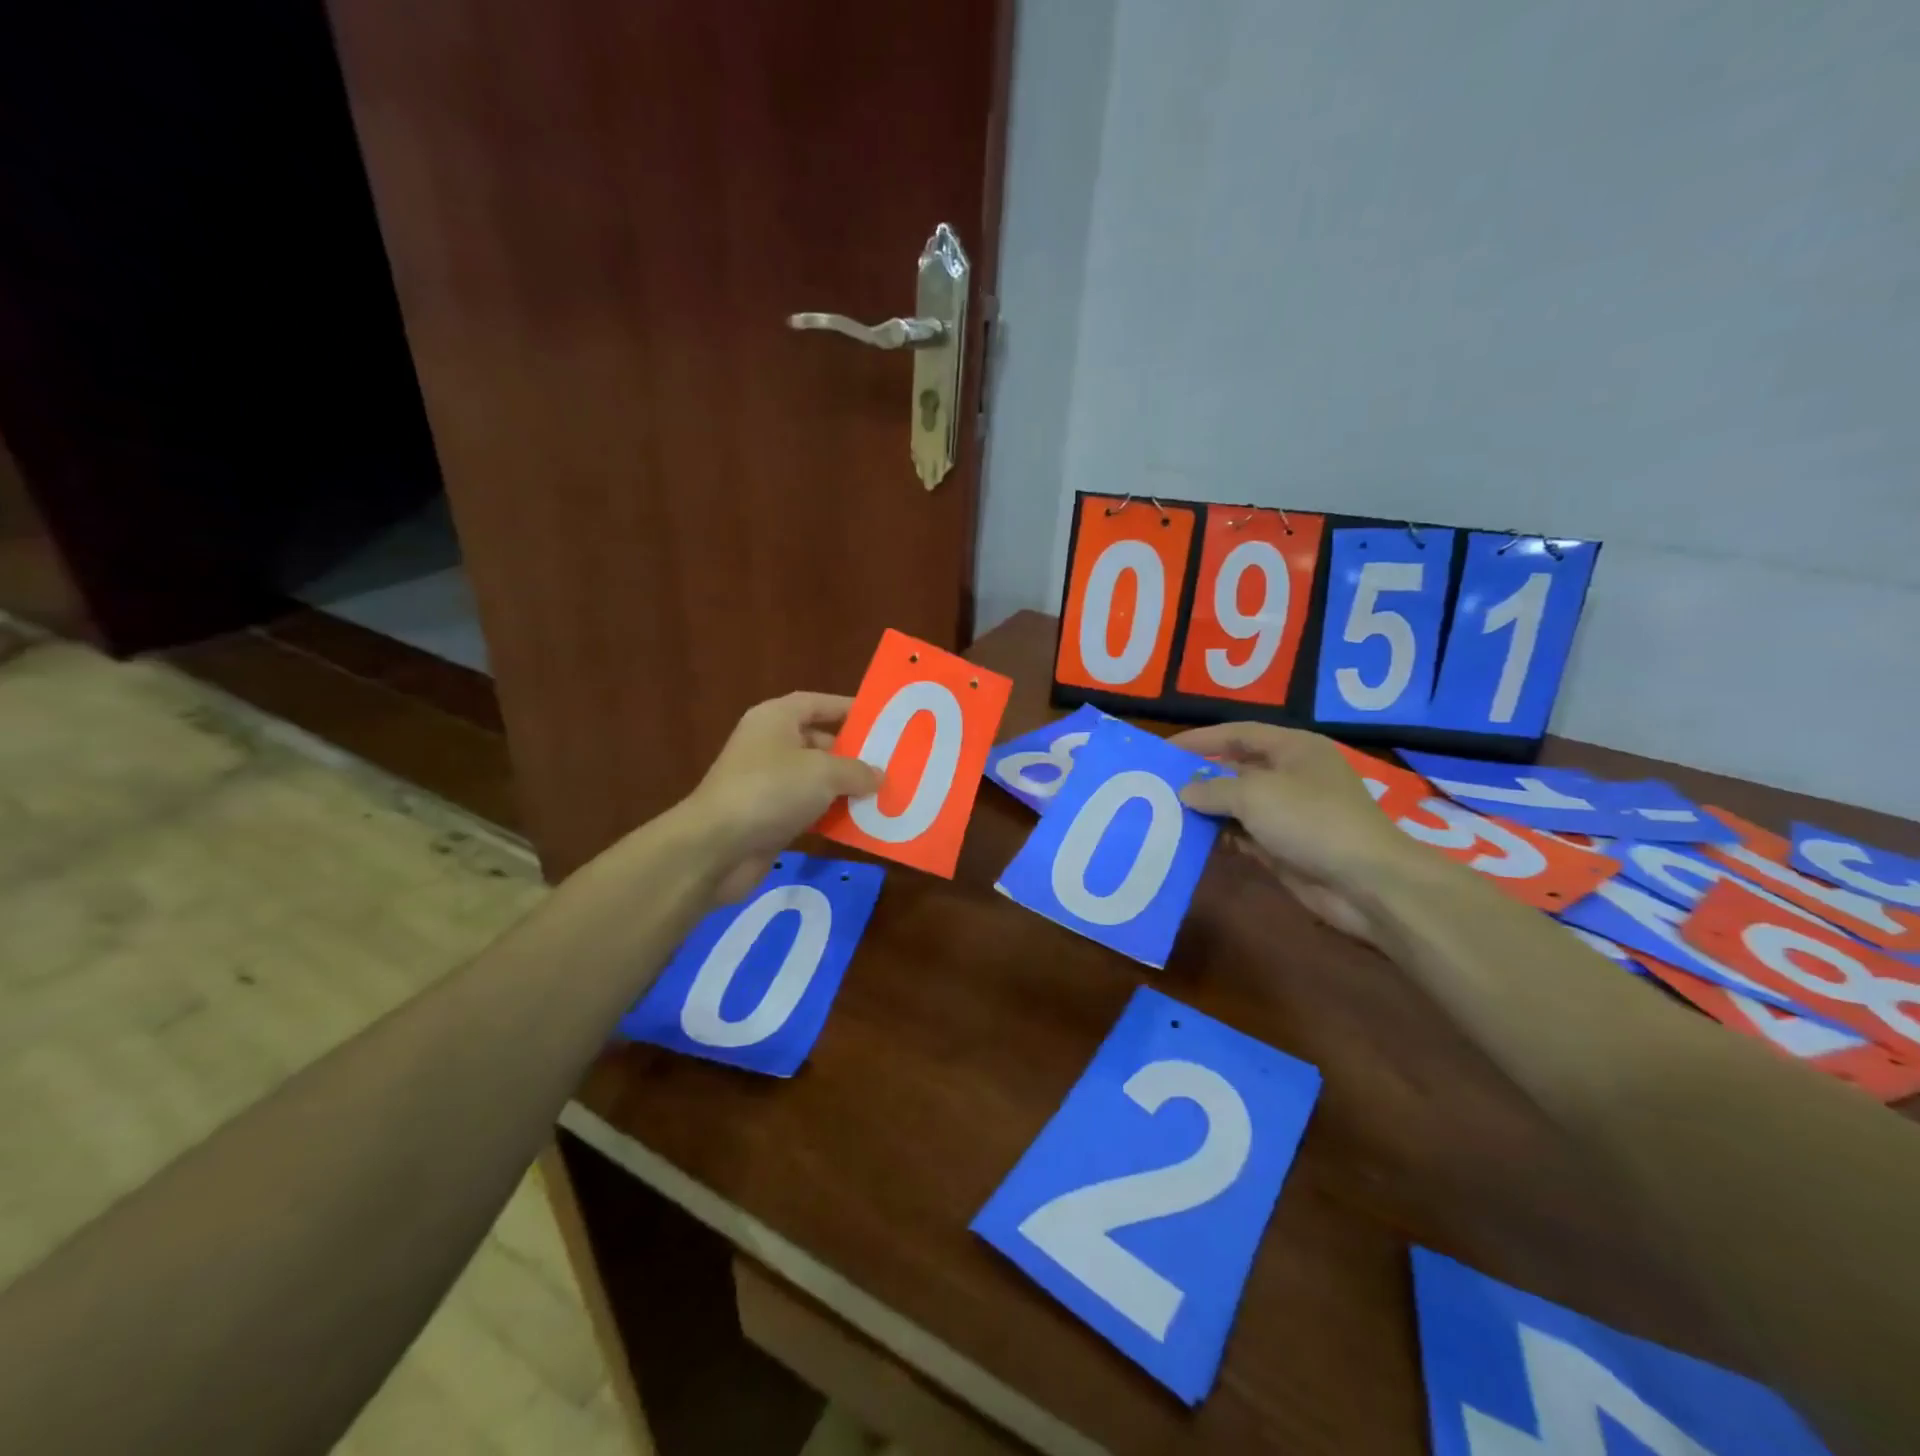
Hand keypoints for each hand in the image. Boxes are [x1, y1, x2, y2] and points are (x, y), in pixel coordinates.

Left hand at [682, 692, 880, 902]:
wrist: (717, 847)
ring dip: (845, 789)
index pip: (817, 703)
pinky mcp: (768, 817)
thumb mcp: (823, 772)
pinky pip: (808, 810)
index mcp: (776, 719)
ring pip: (815, 780)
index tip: (881, 720)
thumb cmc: (771, 790)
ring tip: (885, 795)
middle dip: (853, 754)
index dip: (847, 708)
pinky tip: (860, 825)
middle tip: (890, 764)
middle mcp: (769, 745)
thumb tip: (877, 775)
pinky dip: (831, 815)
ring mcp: (767, 783)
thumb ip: (856, 770)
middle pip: (819, 742)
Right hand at [1173, 722, 1423, 943]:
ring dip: (1208, 810)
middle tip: (1160, 784)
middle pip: (1237, 769)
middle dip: (1201, 776)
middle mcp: (1292, 775)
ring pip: (1238, 805)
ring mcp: (1290, 813)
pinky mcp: (1286, 847)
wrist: (1365, 882)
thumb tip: (1185, 790)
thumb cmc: (1310, 820)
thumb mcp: (1254, 795)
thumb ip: (1213, 789)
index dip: (1200, 739)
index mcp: (1293, 748)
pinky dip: (1221, 836)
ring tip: (1167, 813)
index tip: (1163, 750)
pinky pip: (1245, 835)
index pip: (1238, 734)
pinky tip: (1192, 841)